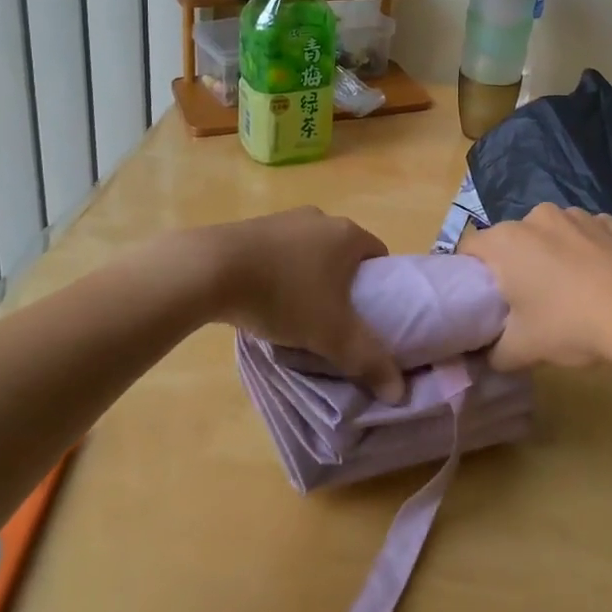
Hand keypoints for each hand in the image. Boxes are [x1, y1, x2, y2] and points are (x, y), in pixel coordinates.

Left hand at [210, 208, 404, 401]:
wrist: (212, 268)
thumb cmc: (285, 295)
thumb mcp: (332, 335)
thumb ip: (369, 360)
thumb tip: (399, 392)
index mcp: (348, 234)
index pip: (378, 254)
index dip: (380, 284)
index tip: (370, 313)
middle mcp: (321, 218)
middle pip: (343, 252)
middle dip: (343, 283)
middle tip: (335, 319)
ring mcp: (285, 219)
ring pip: (310, 251)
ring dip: (309, 276)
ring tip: (297, 313)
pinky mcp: (253, 226)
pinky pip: (279, 251)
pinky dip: (280, 271)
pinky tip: (265, 297)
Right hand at [462, 205, 611, 371]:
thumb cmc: (570, 324)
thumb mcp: (522, 350)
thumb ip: (493, 352)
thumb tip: (485, 355)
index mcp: (506, 241)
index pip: (469, 248)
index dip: (471, 273)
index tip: (484, 298)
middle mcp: (536, 217)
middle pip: (511, 239)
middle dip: (513, 264)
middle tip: (525, 301)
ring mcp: (576, 215)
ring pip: (549, 234)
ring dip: (549, 254)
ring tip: (568, 291)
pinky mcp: (609, 221)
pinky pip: (584, 234)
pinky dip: (584, 251)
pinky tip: (599, 280)